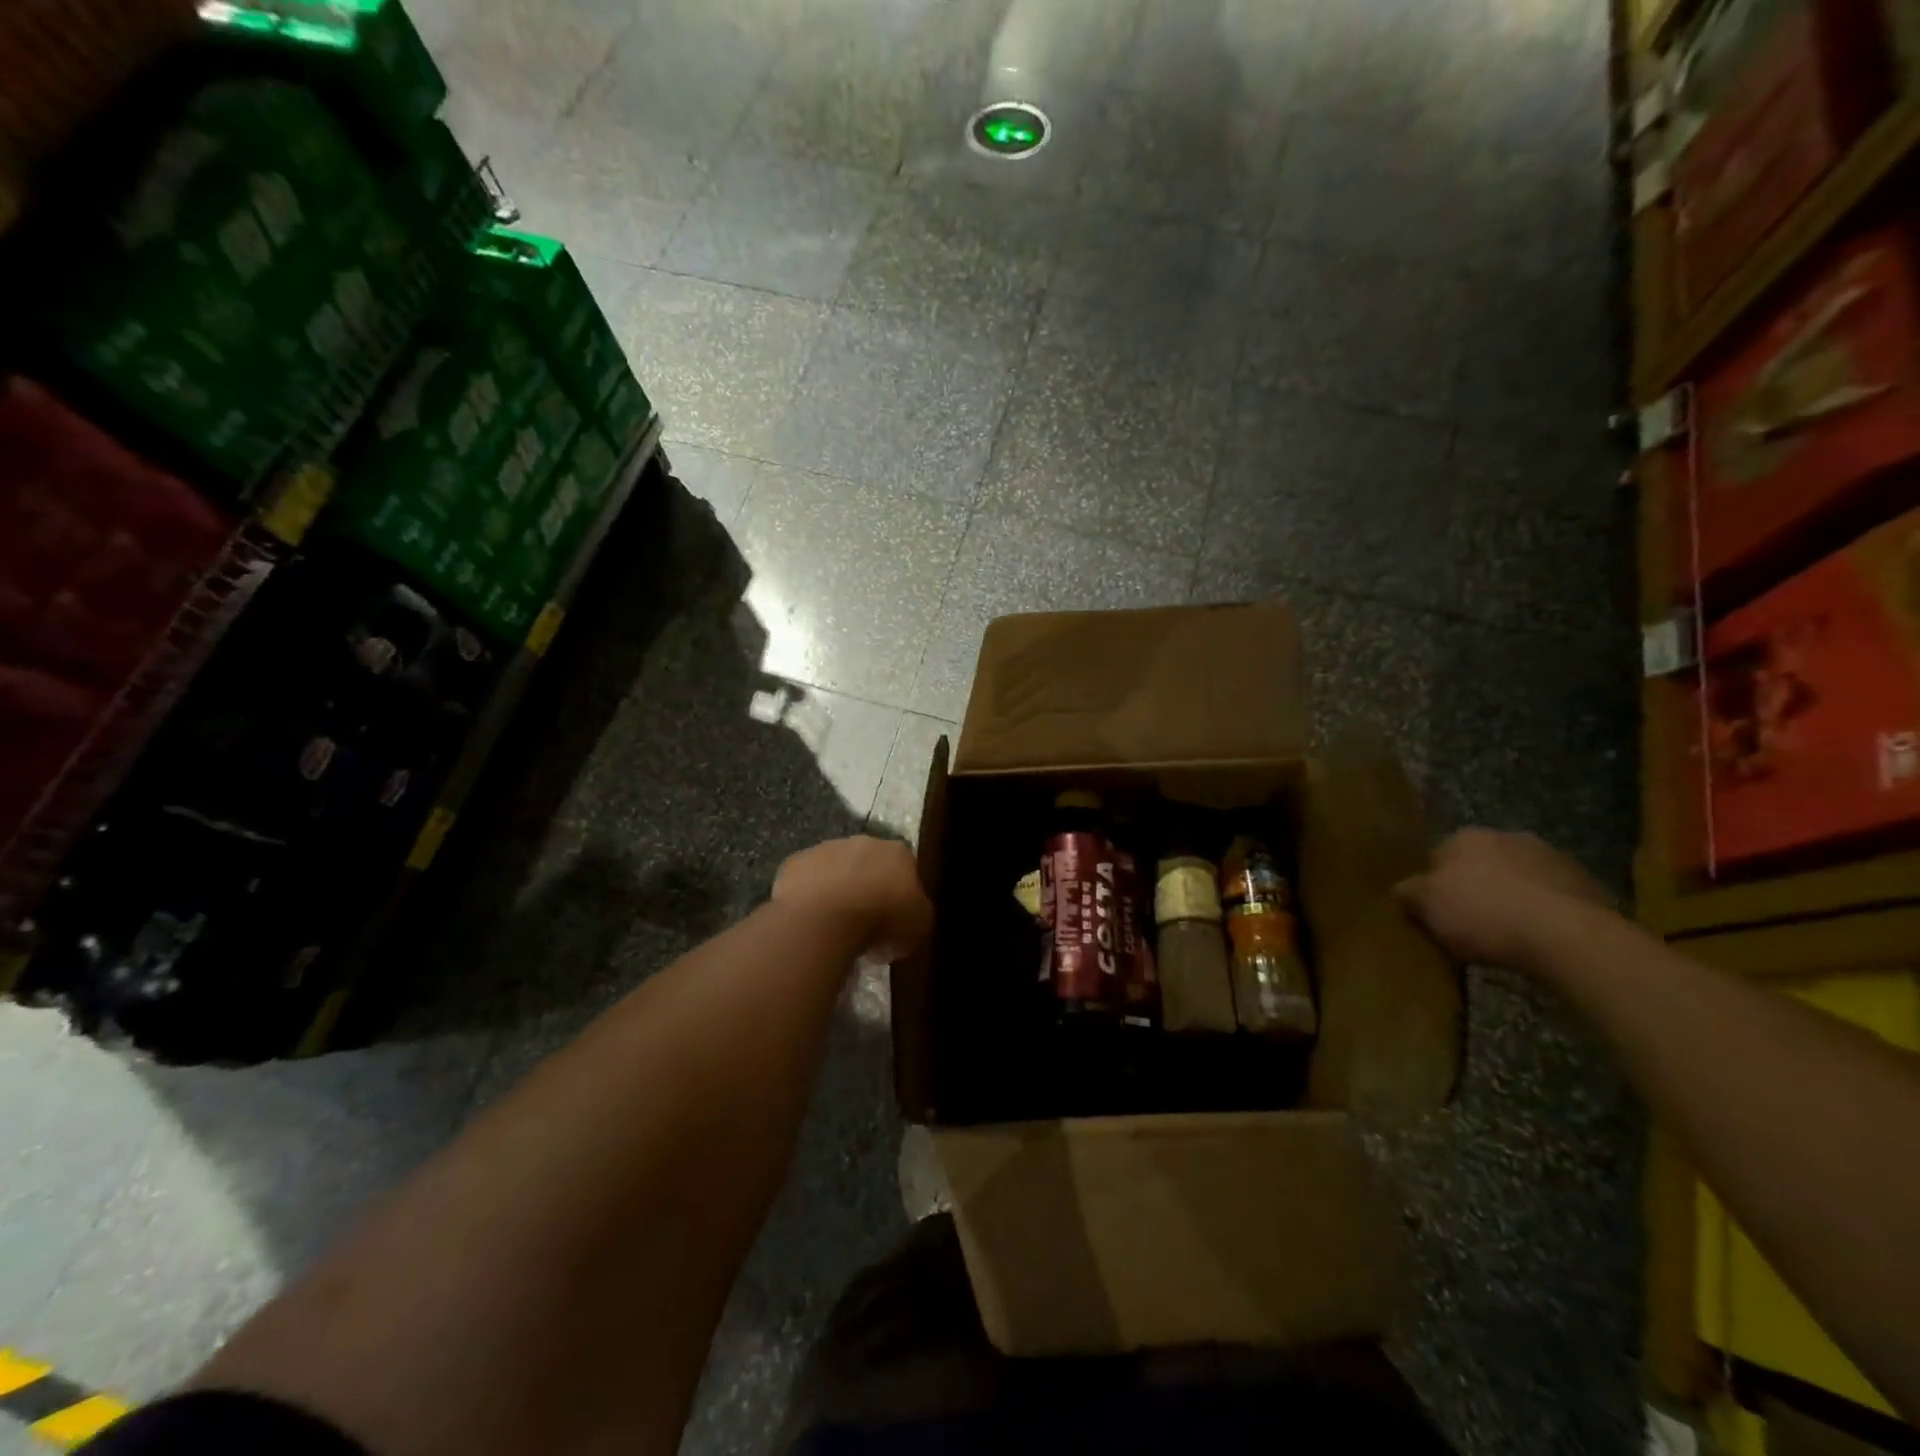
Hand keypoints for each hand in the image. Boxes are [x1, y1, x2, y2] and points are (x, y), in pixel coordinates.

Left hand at [772, 836, 933, 961]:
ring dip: (837, 887)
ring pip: (836, 867)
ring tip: (835, 922)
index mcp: (899, 852)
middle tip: (866, 918)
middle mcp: (864, 841)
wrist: (825, 919)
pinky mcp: (795, 862)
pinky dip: (809, 895)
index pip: (906, 866)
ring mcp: (826, 848)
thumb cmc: (881, 921)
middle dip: (868, 884)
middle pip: (869, 861)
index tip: (897, 915)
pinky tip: (810, 919)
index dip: (902, 891)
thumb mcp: (919, 926)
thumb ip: (918, 913)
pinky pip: (806, 879)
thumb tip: (911, 913)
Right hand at [1394, 828, 1612, 969]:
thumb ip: (1407, 893)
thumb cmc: (1483, 914)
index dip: (1433, 885)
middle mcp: (1508, 836)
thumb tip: (1401, 890)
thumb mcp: (1426, 906)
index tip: (1434, 912)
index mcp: (1466, 837)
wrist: (1567, 936)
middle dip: (1475, 887)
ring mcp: (1552, 857)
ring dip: (1512, 897)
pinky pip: (1552, 897)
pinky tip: (1538, 937)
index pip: (1437, 857)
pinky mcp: (1587, 883)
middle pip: (1480, 864)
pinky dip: (1544, 912)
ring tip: (1507, 934)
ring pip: (1518, 878)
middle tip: (1469, 923)